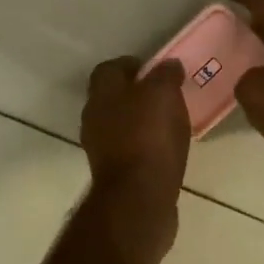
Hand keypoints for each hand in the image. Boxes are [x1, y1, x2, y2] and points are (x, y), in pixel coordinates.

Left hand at [80, 57, 190, 213]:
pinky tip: (165, 148)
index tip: (156, 70)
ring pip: (120, 123)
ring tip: (170, 122)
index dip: (132, 65)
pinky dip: (144, 144)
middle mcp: (94, 117)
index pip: (109, 68)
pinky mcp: (113, 173)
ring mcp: (100, 147)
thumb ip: (165, 75)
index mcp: (102, 93)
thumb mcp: (163, 94)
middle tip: (166, 94)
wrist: (138, 198)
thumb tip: (169, 65)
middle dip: (137, 93)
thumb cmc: (149, 137)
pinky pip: (129, 148)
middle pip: (113, 96)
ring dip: (141, 120)